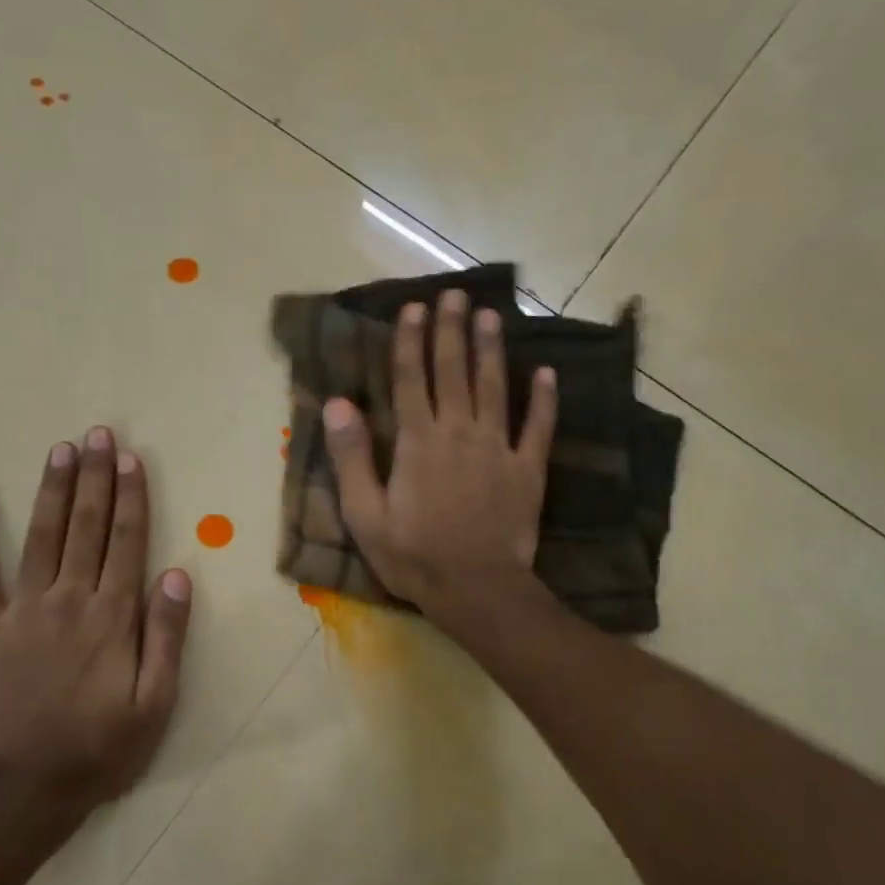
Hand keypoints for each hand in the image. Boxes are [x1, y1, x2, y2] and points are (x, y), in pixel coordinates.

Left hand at [0, 427, 191, 812]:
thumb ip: (166, 635)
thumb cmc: (100, 749)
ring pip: (41, 537)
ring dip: (52, 491)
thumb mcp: (156, 703)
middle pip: (86, 527)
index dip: (131, 497)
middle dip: (94, 478)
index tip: (131, 458)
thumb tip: (176, 573)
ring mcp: (20, 611)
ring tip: (60, 450)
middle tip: (96, 434)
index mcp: (112, 617)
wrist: (22, 790)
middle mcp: (68, 600)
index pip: (127, 542)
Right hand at [322, 288, 555, 626]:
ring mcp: (497, 448)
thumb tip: (338, 403)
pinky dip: (544, 400)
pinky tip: (547, 373)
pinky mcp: (527, 469)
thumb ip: (351, 457)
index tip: (413, 308)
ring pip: (494, 387)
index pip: (410, 379)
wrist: (476, 588)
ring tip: (491, 315)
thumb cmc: (413, 555)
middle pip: (453, 371)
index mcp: (417, 442)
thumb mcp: (364, 514)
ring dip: (492, 349)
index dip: (409, 341)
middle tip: (453, 295)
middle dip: (451, 331)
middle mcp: (458, 433)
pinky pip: (537, 427)